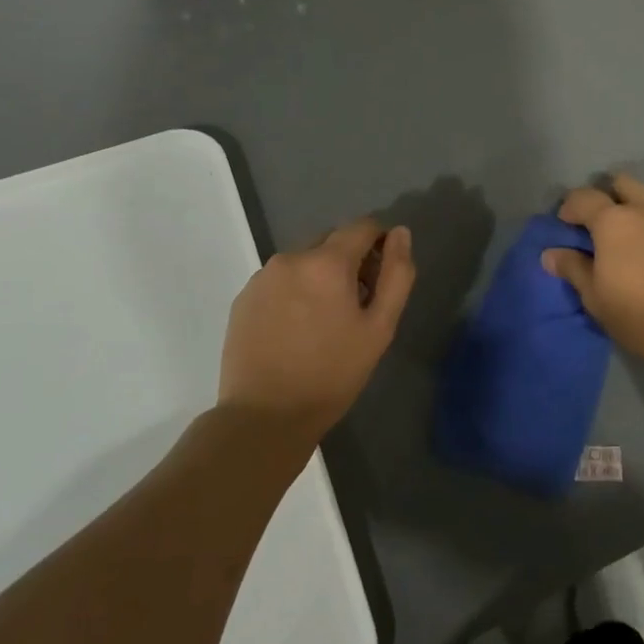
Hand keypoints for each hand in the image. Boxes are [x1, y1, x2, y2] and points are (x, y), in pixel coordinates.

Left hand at [220, 219, 414, 440]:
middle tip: (356, 306)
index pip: (363, 227)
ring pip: (304, 261)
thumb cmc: (332, 374)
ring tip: (323, 322)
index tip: (382, 276)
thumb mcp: (379, 328)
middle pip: (331, 242)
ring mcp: (262, 277)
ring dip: (320, 277)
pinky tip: (295, 329)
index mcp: (327, 262)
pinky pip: (280, 280)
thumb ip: (396, 275)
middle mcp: (291, 258)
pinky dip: (294, 292)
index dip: (380, 243)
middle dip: (349, 262)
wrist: (264, 417)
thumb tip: (400, 233)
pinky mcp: (243, 298)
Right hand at [543, 175, 643, 365]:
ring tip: (629, 241)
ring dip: (635, 210)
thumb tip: (550, 254)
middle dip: (607, 195)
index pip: (584, 197)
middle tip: (599, 223)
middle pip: (623, 184)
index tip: (565, 225)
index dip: (569, 207)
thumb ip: (572, 268)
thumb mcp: (595, 296)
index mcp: (614, 220)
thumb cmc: (638, 312)